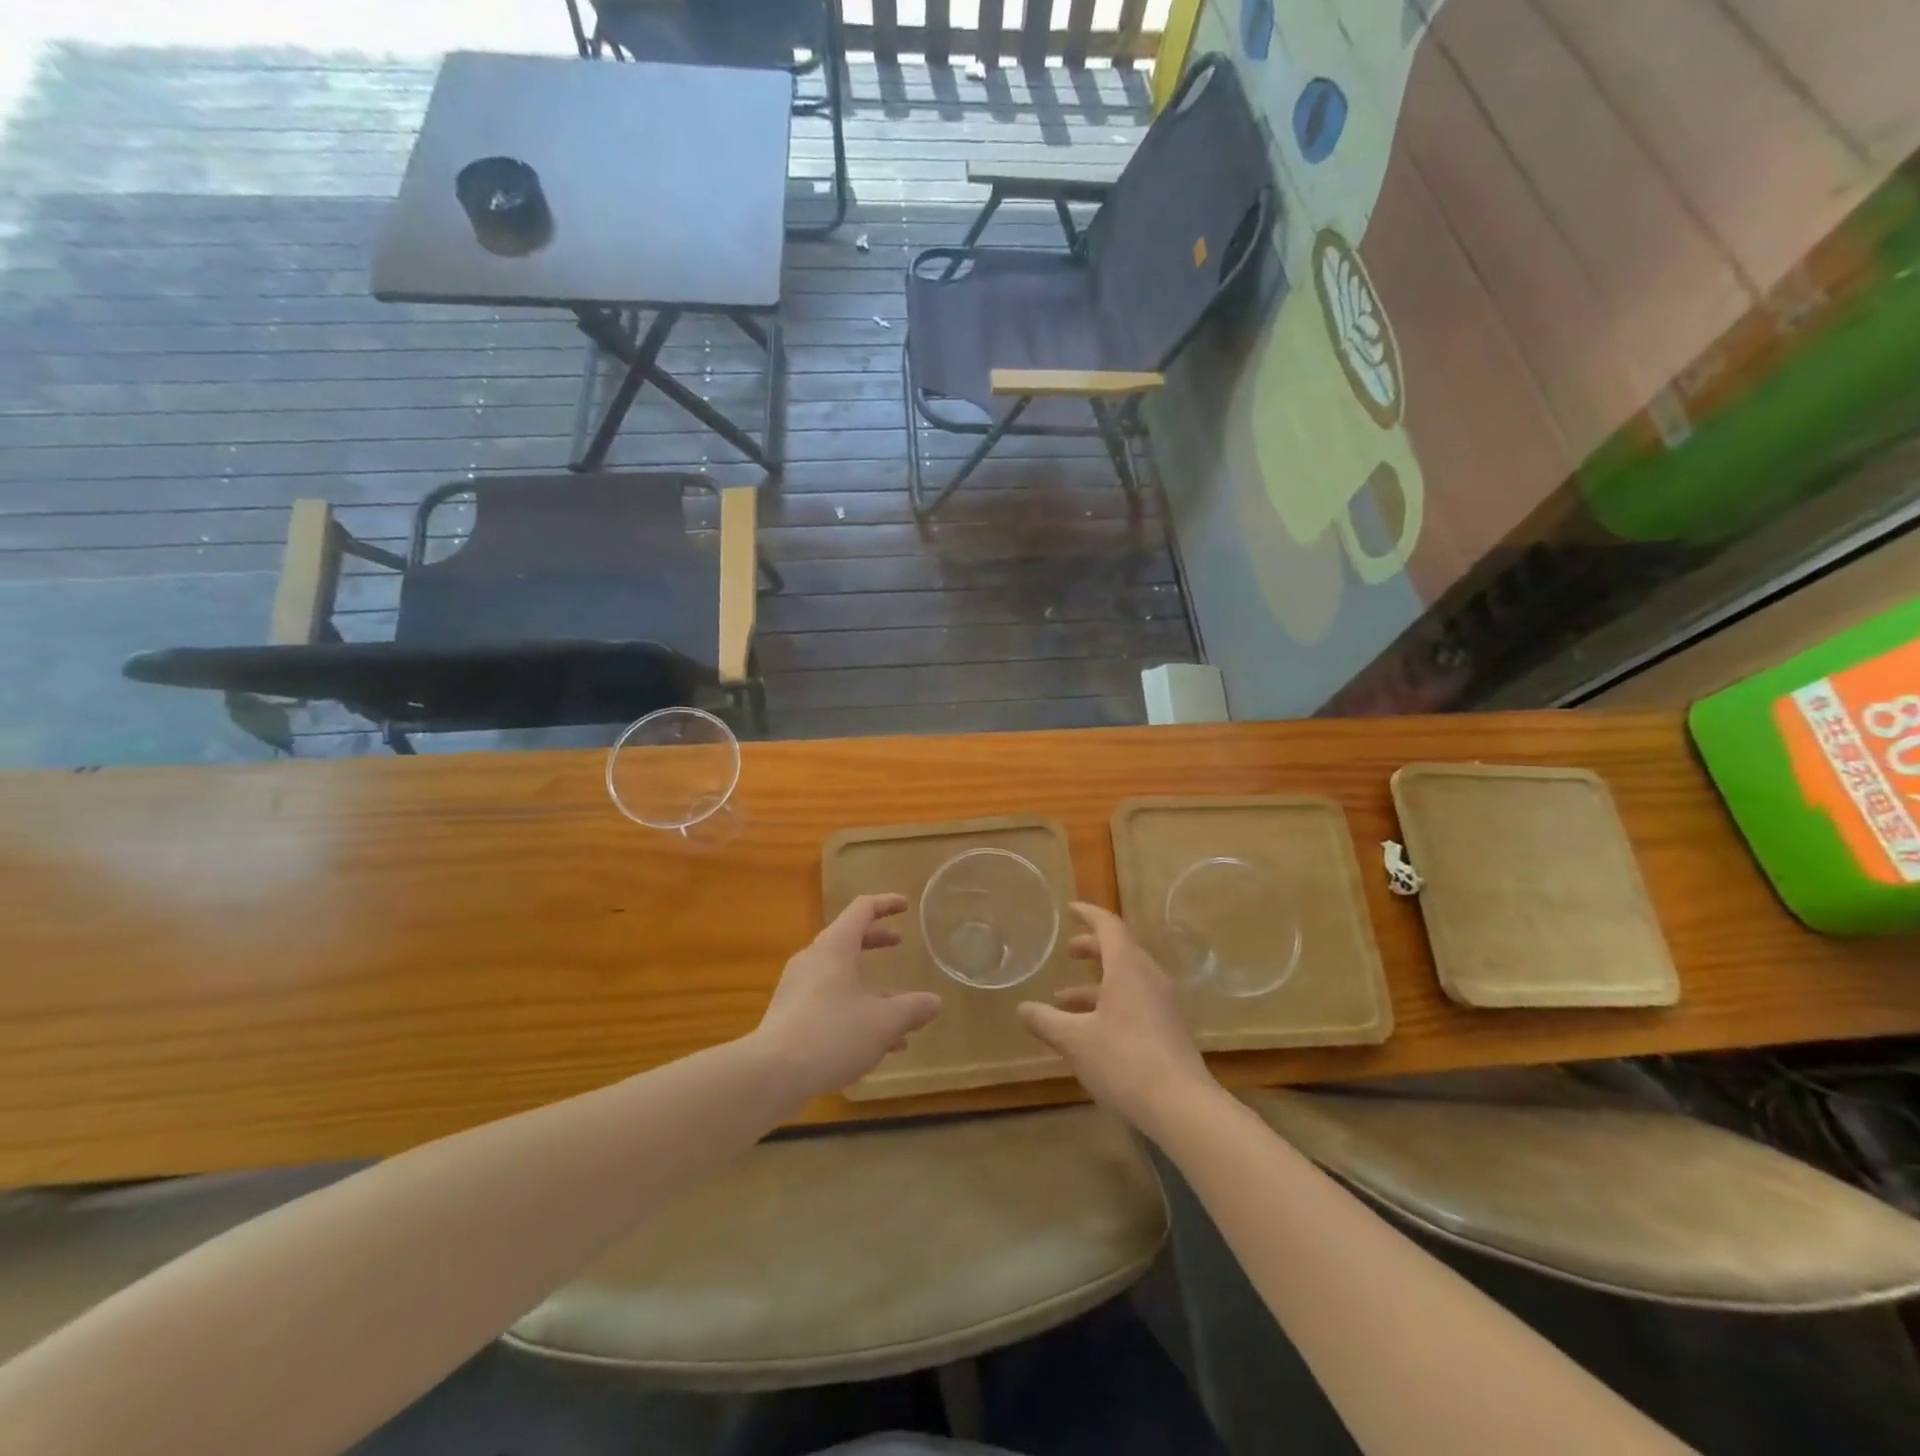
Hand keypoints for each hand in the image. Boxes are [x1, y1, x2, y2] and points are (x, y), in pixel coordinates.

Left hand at [752, 894, 942, 1102]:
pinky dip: (856, 1012)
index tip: (905, 905)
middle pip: (849, 941)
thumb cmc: (831, 1034)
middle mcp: (814, 961)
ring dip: (871, 989)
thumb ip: (912, 1009)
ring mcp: (799, 989)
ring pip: (841, 978)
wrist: (770, 1075)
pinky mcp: (791, 1017)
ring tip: (901, 1012)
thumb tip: (934, 1002)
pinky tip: (878, 1047)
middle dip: (877, 942)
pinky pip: (830, 1003)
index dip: (886, 904)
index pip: (862, 910)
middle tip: (899, 942)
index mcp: (835, 948)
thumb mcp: (883, 1022)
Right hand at [1018, 902, 1217, 1133]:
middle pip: (1119, 950)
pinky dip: (1110, 1002)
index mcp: (1128, 968)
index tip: (1071, 909)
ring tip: (1064, 1001)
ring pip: (1126, 979)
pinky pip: (1135, 1000)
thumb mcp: (1074, 1040)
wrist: (1181, 1106)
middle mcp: (1149, 977)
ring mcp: (1163, 1004)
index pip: (1108, 925)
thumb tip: (1023, 1008)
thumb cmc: (1124, 1060)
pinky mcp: (1169, 1028)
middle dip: (1091, 949)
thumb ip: (1045, 1020)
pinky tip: (1090, 1030)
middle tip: (1068, 953)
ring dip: (1096, 983)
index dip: (1088, 913)